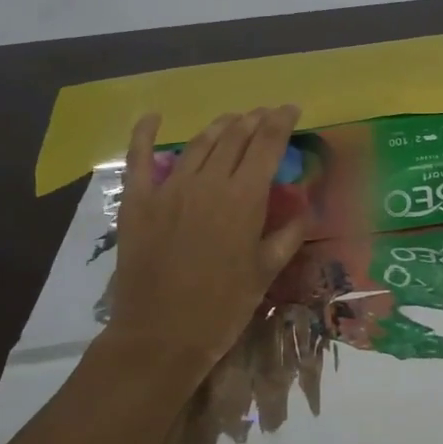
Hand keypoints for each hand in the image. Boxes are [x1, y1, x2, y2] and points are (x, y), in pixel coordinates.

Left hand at [109, 105, 309, 371]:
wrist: (162, 335)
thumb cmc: (223, 307)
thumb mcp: (266, 272)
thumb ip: (288, 234)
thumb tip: (304, 207)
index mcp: (244, 198)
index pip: (267, 145)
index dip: (281, 122)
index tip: (292, 109)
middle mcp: (208, 182)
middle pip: (234, 137)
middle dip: (253, 120)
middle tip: (265, 115)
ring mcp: (169, 188)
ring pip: (198, 143)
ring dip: (219, 126)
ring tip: (233, 119)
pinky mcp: (137, 201)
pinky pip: (139, 158)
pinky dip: (145, 133)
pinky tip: (153, 116)